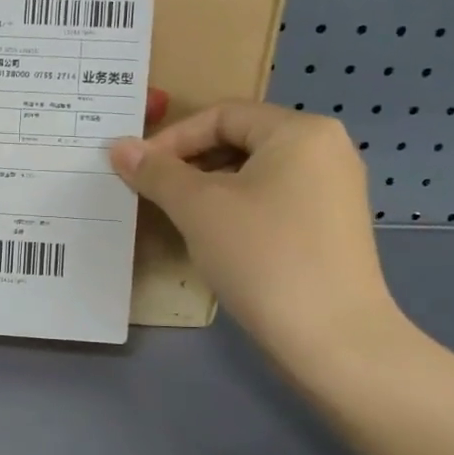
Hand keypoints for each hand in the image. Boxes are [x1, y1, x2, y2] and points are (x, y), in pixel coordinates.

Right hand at [110, 105, 402, 368]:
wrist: (332, 339)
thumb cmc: (263, 256)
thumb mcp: (199, 208)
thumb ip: (157, 172)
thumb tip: (118, 146)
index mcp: (300, 132)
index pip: (223, 115)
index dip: (173, 138)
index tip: (137, 169)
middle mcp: (326, 150)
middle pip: (240, 140)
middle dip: (190, 163)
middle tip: (152, 191)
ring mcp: (334, 191)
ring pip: (255, 174)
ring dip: (209, 188)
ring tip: (177, 215)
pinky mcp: (331, 228)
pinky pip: (273, 201)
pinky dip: (237, 209)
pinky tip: (215, 238)